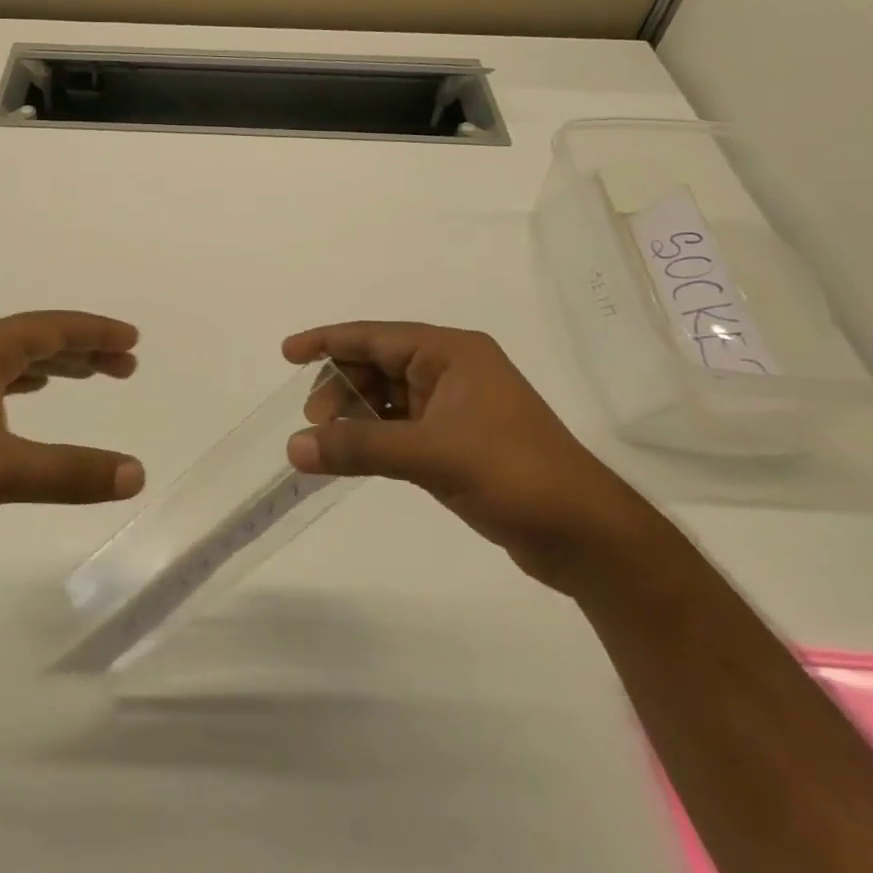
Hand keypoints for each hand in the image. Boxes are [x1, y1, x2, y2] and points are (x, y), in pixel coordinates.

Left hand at [0, 312, 146, 559]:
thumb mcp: (0, 471)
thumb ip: (70, 472)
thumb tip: (136, 474)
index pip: (53, 328)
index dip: (96, 333)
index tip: (132, 341)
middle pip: (36, 339)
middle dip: (82, 350)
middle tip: (124, 366)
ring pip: (11, 359)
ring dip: (53, 365)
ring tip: (87, 375)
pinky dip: (21, 383)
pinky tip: (27, 397)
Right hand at [285, 322, 659, 593]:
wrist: (586, 536)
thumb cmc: (514, 475)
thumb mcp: (432, 456)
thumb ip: (360, 448)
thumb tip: (293, 448)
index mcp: (451, 353)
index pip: (375, 336)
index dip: (327, 341)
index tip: (286, 353)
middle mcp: (452, 369)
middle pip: (377, 364)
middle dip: (340, 388)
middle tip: (314, 424)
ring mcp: (457, 406)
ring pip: (387, 397)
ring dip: (355, 416)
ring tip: (329, 445)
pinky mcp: (459, 440)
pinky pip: (401, 426)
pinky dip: (375, 437)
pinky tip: (356, 456)